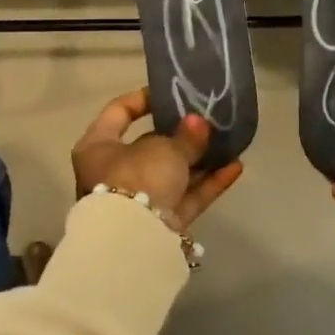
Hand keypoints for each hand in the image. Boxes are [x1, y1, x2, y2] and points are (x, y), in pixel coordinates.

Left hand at [71, 87, 243, 229]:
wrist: (134, 241)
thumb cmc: (137, 177)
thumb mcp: (165, 148)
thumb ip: (186, 135)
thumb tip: (198, 123)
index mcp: (98, 147)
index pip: (119, 112)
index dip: (143, 99)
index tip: (170, 93)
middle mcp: (112, 173)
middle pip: (149, 146)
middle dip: (180, 136)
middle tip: (206, 121)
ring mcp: (136, 201)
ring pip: (171, 174)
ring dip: (198, 161)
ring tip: (228, 143)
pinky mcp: (159, 224)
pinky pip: (185, 198)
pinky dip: (207, 184)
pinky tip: (235, 168)